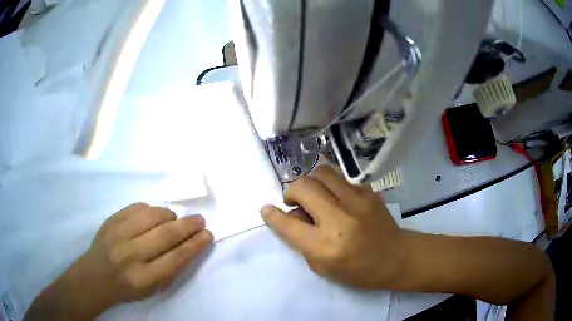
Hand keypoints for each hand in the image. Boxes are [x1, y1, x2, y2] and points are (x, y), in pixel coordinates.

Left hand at [27, 203, 212, 318]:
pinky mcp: (111, 220)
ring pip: (152, 215)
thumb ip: (171, 269)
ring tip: (174, 219)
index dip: (195, 245)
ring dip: (169, 215)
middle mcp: (131, 254)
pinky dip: (151, 210)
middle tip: (200, 220)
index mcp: (144, 278)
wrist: (94, 276)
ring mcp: (118, 234)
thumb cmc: (127, 289)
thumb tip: (189, 246)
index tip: (208, 235)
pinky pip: (137, 207)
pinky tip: (154, 216)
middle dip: (188, 226)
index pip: (176, 258)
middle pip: (165, 234)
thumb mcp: (152, 289)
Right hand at [261, 165, 403, 288]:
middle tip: (296, 202)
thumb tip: (294, 215)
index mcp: (325, 246)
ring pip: (322, 172)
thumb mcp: (323, 267)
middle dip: (291, 191)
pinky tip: (336, 196)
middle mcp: (339, 219)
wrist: (396, 257)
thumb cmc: (358, 271)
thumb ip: (302, 242)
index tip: (267, 209)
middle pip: (303, 187)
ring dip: (311, 181)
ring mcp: (357, 201)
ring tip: (314, 194)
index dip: (272, 215)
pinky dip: (331, 184)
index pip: (288, 224)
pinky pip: (342, 178)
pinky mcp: (369, 192)